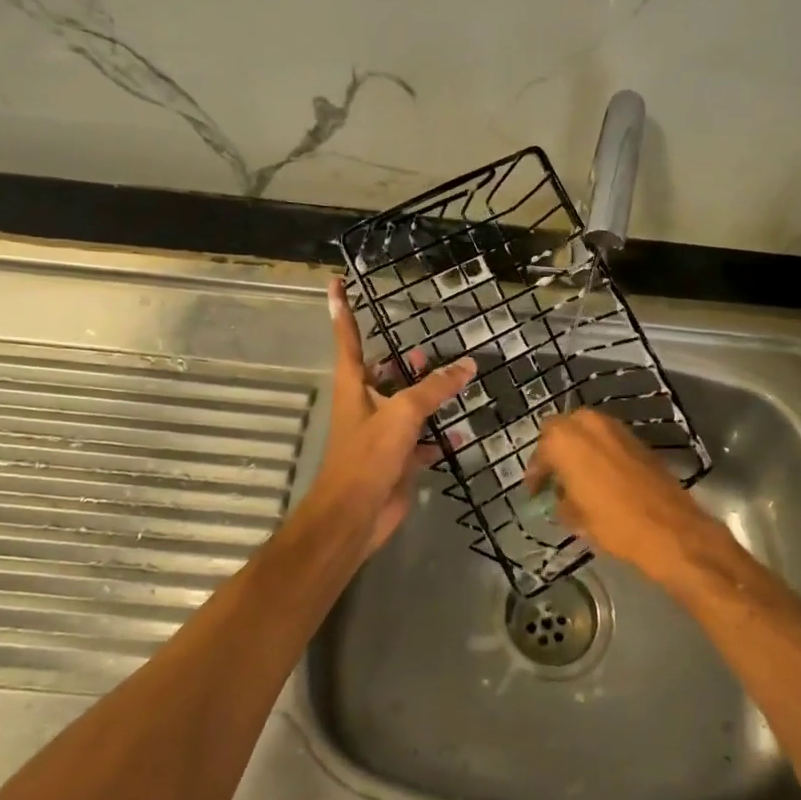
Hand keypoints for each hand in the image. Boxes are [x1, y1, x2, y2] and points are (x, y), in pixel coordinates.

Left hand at [296, 280, 476, 557]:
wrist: (355, 515)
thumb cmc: (367, 456)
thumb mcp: (402, 413)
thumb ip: (435, 387)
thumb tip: (466, 364)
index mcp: (354, 385)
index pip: (347, 338)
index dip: (341, 310)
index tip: (334, 283)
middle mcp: (365, 404)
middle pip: (381, 373)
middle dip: (399, 361)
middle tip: (421, 349)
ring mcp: (381, 433)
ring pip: (406, 406)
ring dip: (425, 397)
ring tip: (451, 382)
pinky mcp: (397, 459)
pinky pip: (422, 441)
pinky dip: (439, 437)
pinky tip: (461, 433)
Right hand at [524, 408, 723, 581]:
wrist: (670, 528)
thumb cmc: (613, 522)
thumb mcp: (576, 517)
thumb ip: (562, 500)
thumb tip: (562, 497)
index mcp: (565, 440)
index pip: (540, 450)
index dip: (536, 472)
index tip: (535, 491)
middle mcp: (589, 423)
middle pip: (562, 429)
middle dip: (555, 450)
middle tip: (554, 476)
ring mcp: (616, 428)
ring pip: (586, 430)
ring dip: (579, 448)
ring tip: (578, 477)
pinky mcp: (637, 439)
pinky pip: (608, 439)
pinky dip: (600, 452)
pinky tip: (602, 477)